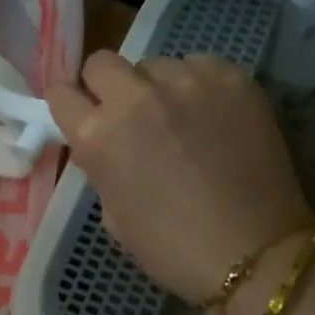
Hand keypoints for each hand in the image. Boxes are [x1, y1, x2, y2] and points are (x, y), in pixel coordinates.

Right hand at [48, 52, 313, 305]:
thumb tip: (106, 146)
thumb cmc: (170, 248)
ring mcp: (187, 81)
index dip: (70, 108)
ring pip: (153, 64)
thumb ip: (100, 166)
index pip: (61, 94)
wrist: (253, 252)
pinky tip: (209, 116)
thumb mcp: (112, 214)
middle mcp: (135, 97)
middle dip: (106, 86)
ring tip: (177, 118)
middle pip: (102, 63)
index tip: (81, 119)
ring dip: (154, 87)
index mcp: (98, 136)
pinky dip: (195, 85)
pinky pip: (198, 65)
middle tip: (126, 115)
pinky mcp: (232, 77)